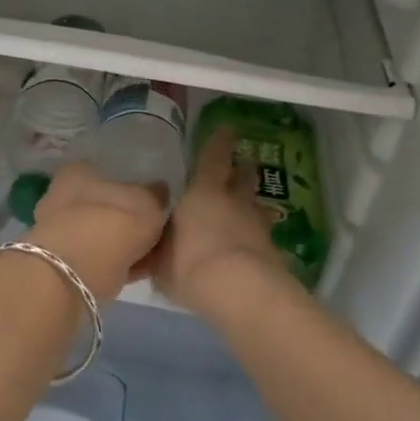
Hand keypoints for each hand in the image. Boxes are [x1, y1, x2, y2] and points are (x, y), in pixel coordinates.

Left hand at [27, 162, 167, 302]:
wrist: (77, 273)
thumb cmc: (112, 223)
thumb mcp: (148, 203)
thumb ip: (156, 196)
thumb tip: (159, 191)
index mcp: (77, 172)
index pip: (107, 174)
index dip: (132, 189)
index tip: (153, 205)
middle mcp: (62, 197)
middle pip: (103, 206)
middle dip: (127, 220)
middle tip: (155, 232)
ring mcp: (59, 233)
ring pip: (101, 234)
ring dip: (124, 244)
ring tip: (154, 254)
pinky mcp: (62, 265)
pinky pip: (100, 259)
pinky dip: (119, 264)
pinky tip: (143, 270)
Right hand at [147, 129, 297, 315]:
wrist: (238, 291)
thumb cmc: (190, 264)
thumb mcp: (160, 261)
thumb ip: (155, 251)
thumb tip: (146, 248)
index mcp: (204, 193)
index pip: (213, 158)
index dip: (219, 143)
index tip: (227, 129)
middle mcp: (235, 203)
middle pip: (243, 179)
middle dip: (242, 172)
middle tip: (241, 168)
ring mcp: (258, 227)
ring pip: (257, 208)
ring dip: (251, 208)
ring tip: (245, 213)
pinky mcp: (273, 253)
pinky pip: (262, 239)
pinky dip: (256, 241)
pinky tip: (249, 251)